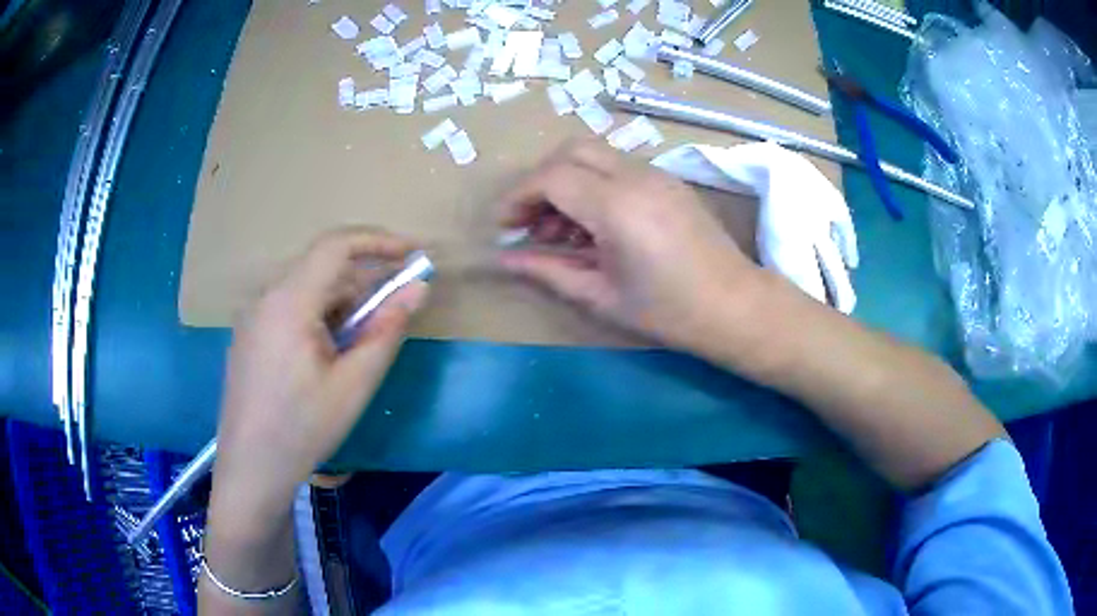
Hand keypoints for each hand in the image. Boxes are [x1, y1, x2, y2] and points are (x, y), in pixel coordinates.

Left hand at [211, 227, 427, 523]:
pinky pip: (289, 309)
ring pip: (306, 290)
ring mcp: (253, 317)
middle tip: (396, 307)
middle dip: (363, 279)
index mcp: (288, 302)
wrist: (250, 468)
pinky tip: (330, 353)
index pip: (335, 245)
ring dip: (342, 302)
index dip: (378, 241)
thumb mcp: (354, 384)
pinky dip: (319, 317)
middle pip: (321, 268)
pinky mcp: (249, 336)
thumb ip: (387, 330)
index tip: (412, 255)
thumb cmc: (303, 428)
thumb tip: (418, 289)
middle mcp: (266, 298)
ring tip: (364, 340)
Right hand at [498, 140, 766, 353]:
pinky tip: (595, 225)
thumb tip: (505, 260)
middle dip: (540, 180)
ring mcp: (657, 174)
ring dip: (567, 182)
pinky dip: (594, 185)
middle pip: (571, 151)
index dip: (518, 197)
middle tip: (530, 222)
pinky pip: (619, 168)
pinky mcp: (670, 181)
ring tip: (560, 232)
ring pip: (595, 156)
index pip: (552, 177)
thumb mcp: (601, 296)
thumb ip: (548, 271)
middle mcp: (637, 177)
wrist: (735, 307)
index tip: (505, 227)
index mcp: (617, 206)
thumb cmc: (668, 311)